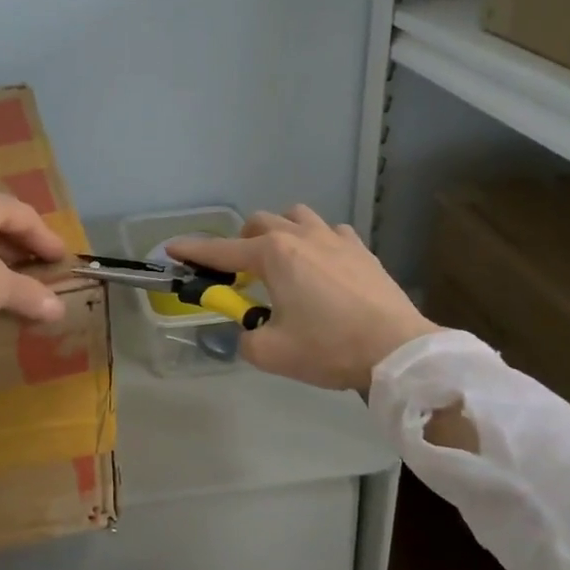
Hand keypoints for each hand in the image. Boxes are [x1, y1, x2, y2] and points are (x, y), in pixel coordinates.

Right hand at [167, 206, 435, 391]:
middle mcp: (300, 236)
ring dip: (280, 232)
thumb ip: (245, 338)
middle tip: (242, 272)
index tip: (172, 248)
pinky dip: (317, 242)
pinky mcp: (361, 249)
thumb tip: (248, 331)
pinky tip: (322, 265)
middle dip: (242, 242)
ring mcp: (334, 238)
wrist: (397, 350)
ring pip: (295, 216)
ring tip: (282, 261)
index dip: (193, 250)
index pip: (221, 250)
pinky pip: (330, 232)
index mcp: (273, 256)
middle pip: (259, 223)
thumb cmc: (329, 348)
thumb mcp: (272, 353)